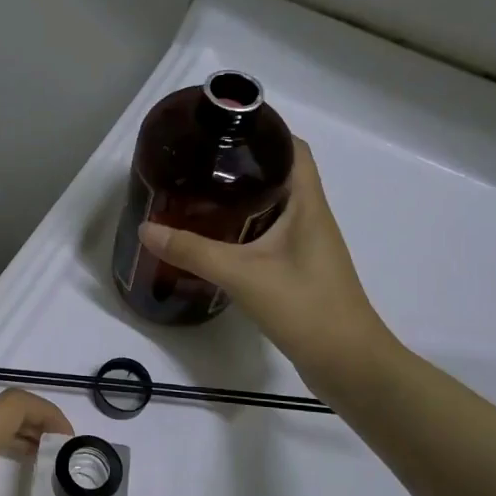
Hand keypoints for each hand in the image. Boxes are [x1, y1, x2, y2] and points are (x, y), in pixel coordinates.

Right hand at [138, 137, 394, 393]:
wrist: (349, 365)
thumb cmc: (306, 308)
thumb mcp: (243, 275)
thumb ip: (194, 251)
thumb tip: (147, 228)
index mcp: (308, 206)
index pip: (294, 150)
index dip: (265, 133)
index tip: (224, 129)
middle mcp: (312, 219)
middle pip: (281, 176)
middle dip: (242, 165)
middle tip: (198, 164)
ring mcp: (308, 248)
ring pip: (275, 208)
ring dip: (243, 199)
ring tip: (198, 196)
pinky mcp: (300, 272)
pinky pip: (271, 236)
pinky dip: (245, 229)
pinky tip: (217, 240)